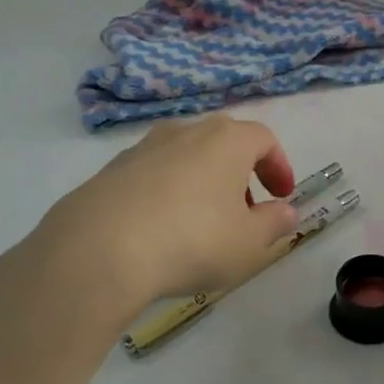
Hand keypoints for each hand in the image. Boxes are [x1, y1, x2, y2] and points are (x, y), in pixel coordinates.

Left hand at [0, 115, 299, 383]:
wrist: (97, 251)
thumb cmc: (192, 241)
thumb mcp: (248, 243)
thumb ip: (274, 224)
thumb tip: (285, 212)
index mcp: (226, 140)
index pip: (264, 138)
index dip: (278, 165)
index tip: (281, 196)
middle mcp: (185, 132)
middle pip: (223, 142)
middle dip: (240, 174)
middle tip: (244, 211)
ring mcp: (142, 148)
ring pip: (184, 156)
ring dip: (201, 182)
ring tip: (200, 224)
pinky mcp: (109, 171)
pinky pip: (151, 175)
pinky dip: (166, 193)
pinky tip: (159, 231)